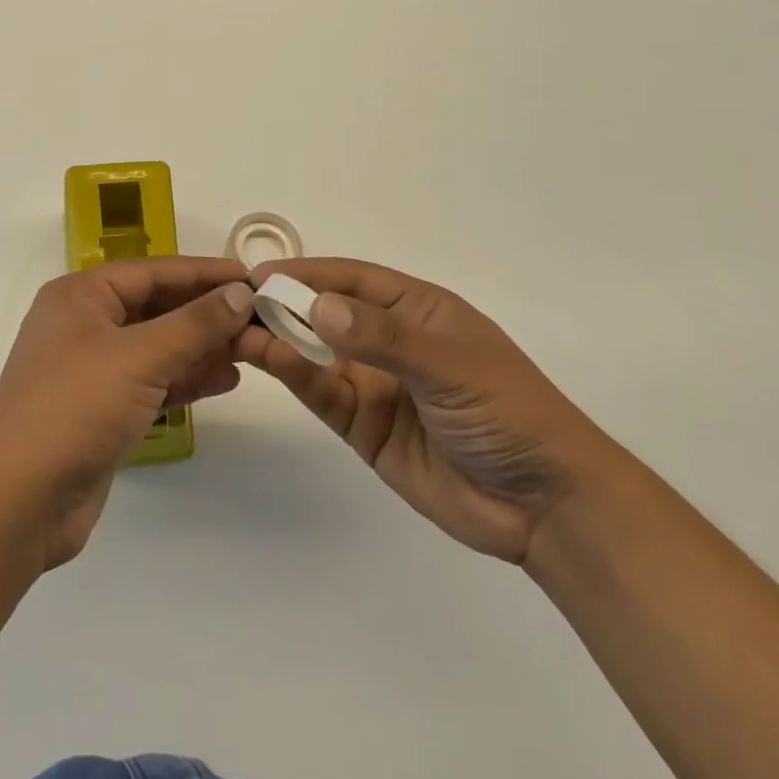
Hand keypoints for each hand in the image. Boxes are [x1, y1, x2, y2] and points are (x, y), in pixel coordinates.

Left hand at [0, 257, 252, 568]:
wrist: (18, 500)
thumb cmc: (75, 407)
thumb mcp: (139, 357)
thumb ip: (194, 324)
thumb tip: (240, 292)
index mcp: (81, 296)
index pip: (154, 271)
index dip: (205, 273)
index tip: (253, 278)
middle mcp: (84, 324)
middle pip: (157, 307)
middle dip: (207, 314)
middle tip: (259, 319)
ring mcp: (92, 369)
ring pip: (158, 346)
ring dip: (201, 348)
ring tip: (250, 352)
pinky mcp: (101, 409)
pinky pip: (152, 381)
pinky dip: (184, 379)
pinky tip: (223, 381)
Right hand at [237, 258, 618, 564]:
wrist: (544, 507)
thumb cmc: (507, 412)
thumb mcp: (450, 364)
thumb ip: (382, 338)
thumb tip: (317, 307)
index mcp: (417, 310)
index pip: (352, 278)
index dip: (307, 272)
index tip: (260, 273)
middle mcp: (389, 341)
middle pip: (326, 313)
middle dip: (284, 304)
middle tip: (233, 302)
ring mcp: (374, 384)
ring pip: (315, 353)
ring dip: (279, 339)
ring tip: (236, 330)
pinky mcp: (363, 427)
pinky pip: (321, 392)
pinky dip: (293, 375)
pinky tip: (266, 359)